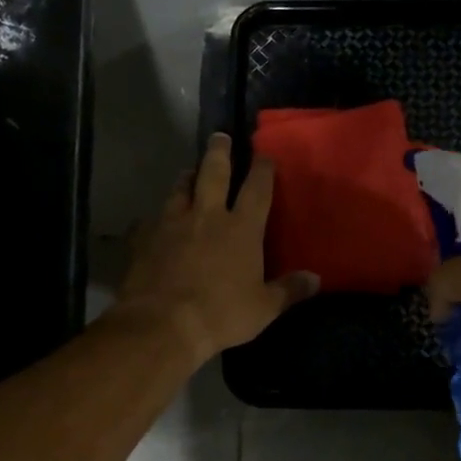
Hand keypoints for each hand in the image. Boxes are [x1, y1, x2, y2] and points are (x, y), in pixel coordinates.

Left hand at [114, 133, 319, 364]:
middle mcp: (207, 215)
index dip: (263, 169)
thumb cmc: (222, 314)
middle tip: (219, 136)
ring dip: (186, 178)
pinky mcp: (144, 238)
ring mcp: (171, 223)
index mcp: (241, 229)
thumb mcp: (264, 308)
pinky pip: (149, 221)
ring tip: (189, 172)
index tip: (264, 155)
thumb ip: (289, 290)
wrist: (164, 323)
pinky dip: (153, 218)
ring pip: (179, 189)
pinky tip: (151, 222)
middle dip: (219, 152)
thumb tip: (316, 279)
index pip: (257, 188)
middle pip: (213, 172)